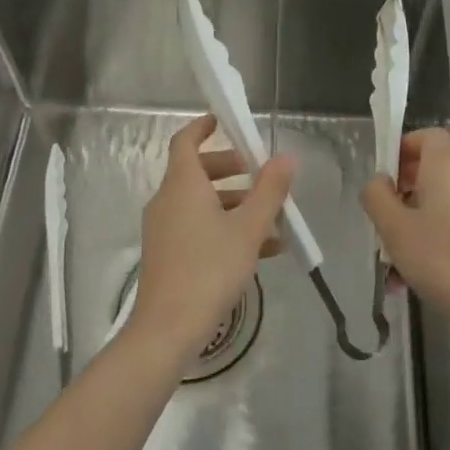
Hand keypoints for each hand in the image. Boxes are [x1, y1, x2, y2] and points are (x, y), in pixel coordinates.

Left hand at [130, 114, 295, 361]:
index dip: (203, 127)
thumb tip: (286, 157)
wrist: (168, 328)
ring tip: (272, 219)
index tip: (224, 121)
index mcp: (182, 185)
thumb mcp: (249, 228)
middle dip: (230, 169)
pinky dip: (224, 228)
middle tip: (259, 174)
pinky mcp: (166, 254)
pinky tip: (261, 250)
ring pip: (200, 203)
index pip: (185, 141)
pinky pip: (197, 227)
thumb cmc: (210, 269)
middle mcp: (167, 201)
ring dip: (234, 203)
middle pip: (196, 171)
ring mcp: (163, 229)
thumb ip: (270, 190)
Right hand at [361, 128, 449, 346]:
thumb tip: (379, 181)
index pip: (428, 136)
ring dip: (415, 222)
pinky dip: (435, 238)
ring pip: (441, 203)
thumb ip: (377, 197)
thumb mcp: (394, 228)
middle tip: (384, 219)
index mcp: (446, 168)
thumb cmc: (440, 259)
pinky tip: (415, 276)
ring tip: (393, 260)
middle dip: (404, 191)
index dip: (405, 147)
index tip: (386, 175)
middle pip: (432, 171)